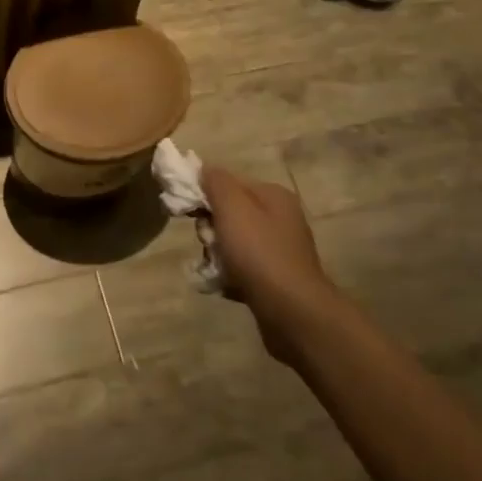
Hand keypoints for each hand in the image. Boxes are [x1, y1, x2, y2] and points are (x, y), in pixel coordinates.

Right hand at [202, 166, 330, 361]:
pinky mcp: (275, 279)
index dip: (205, 194)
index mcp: (273, 196)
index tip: (189, 213)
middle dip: (210, 228)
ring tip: (217, 269)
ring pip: (232, 243)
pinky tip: (225, 285)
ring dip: (217, 254)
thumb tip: (204, 168)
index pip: (229, 183)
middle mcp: (280, 219)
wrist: (291, 312)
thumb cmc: (259, 252)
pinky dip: (230, 274)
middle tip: (209, 243)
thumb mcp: (232, 207)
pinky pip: (242, 268)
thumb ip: (216, 182)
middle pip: (229, 213)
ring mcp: (279, 250)